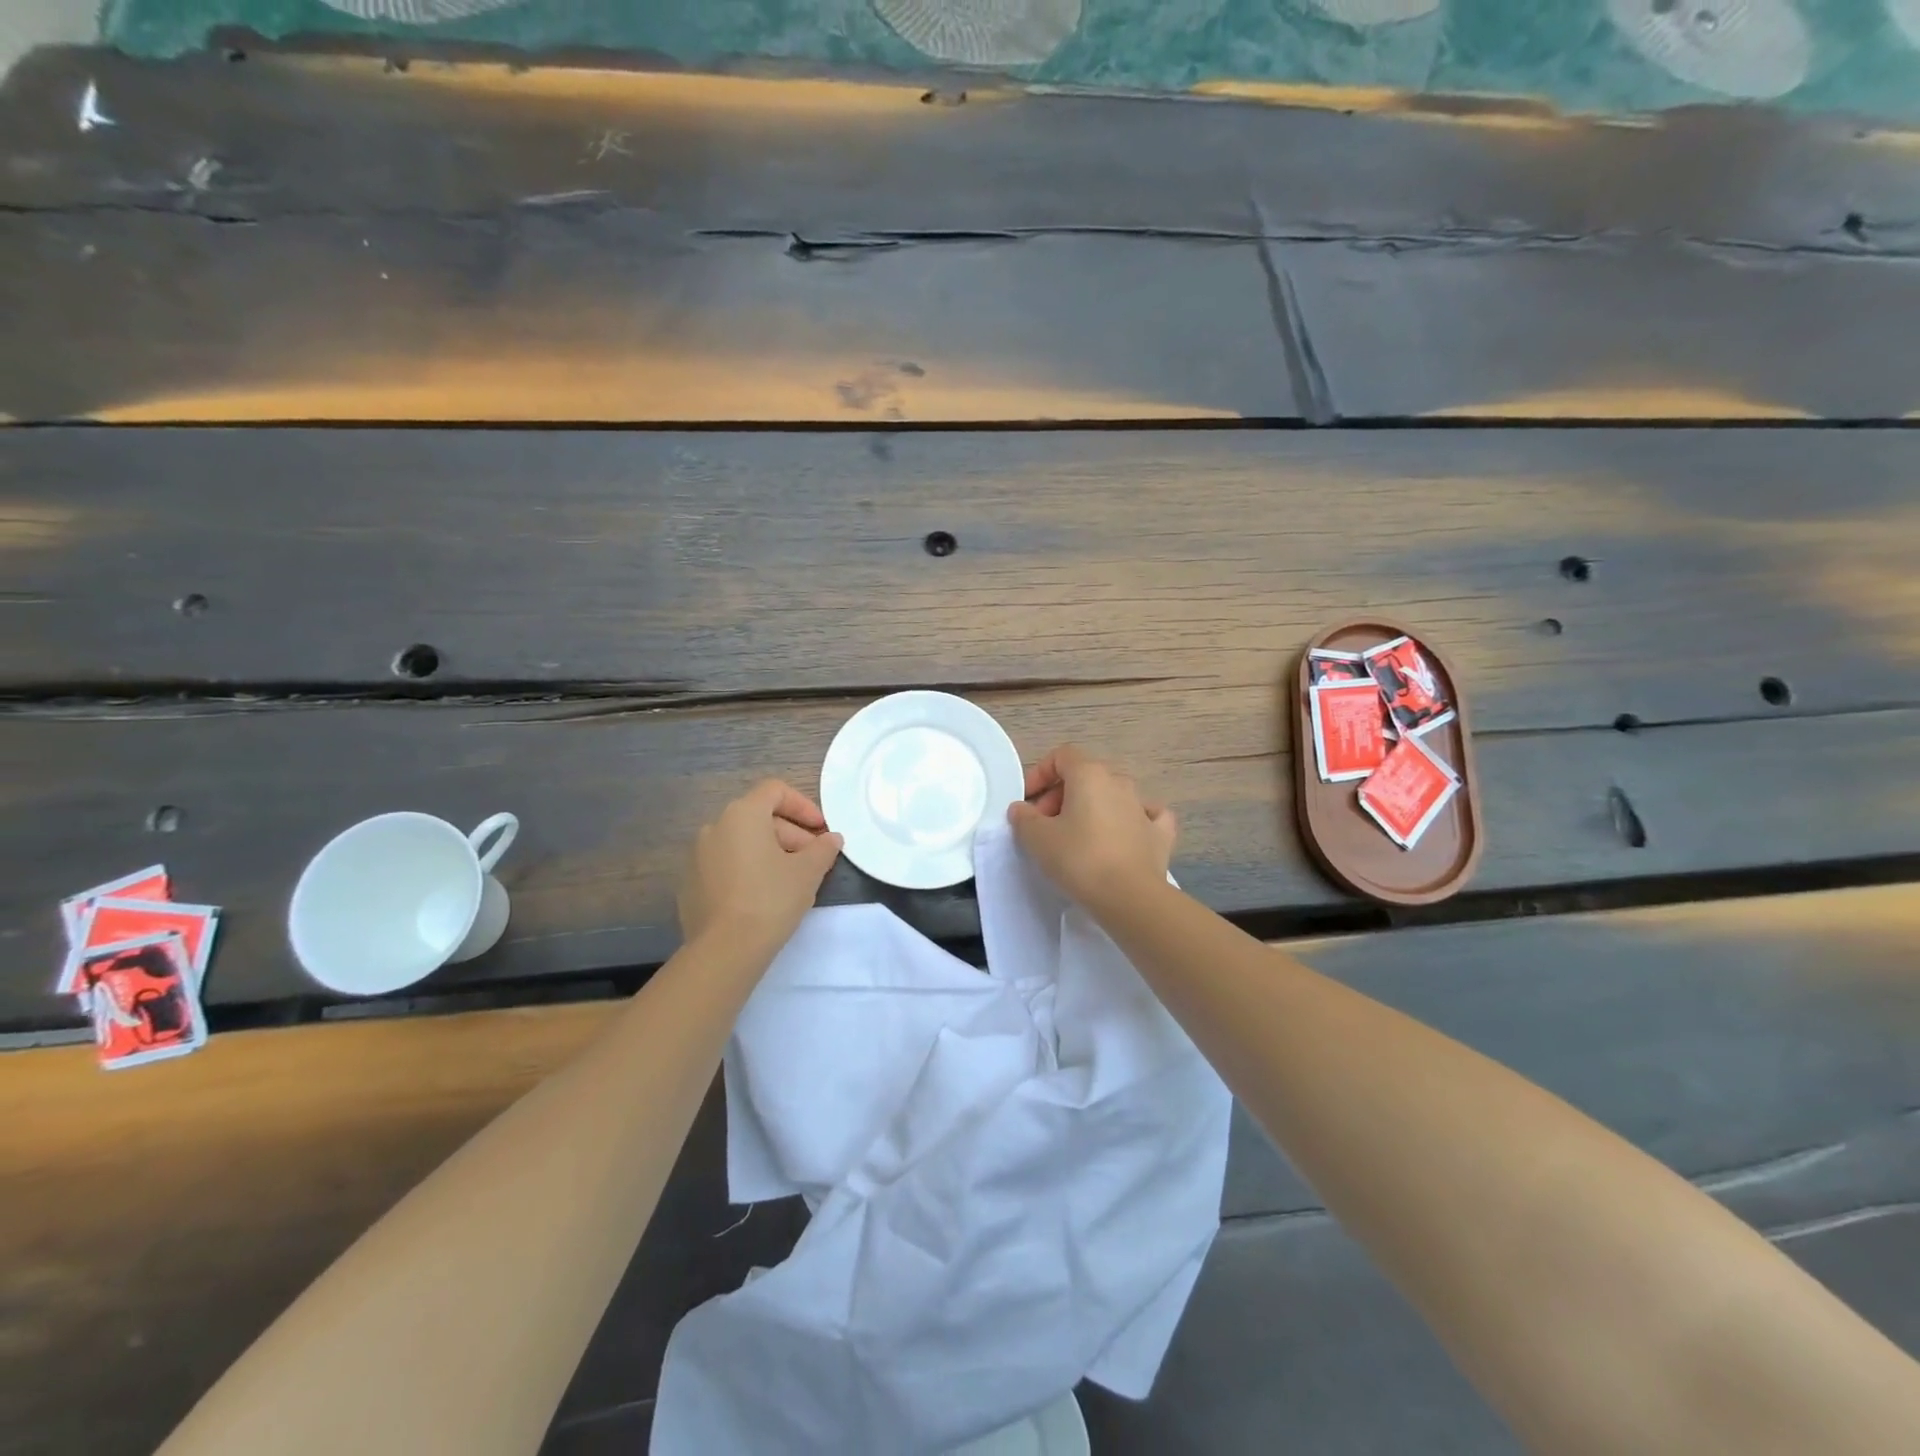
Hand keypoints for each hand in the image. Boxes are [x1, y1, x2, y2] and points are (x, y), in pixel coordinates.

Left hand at [678, 780, 843, 953]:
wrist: (724, 950)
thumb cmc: (771, 899)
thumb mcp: (809, 871)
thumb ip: (823, 848)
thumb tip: (831, 839)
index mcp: (742, 814)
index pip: (775, 791)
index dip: (803, 806)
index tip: (821, 830)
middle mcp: (715, 827)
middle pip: (760, 817)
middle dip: (791, 835)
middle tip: (813, 861)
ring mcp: (697, 856)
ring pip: (742, 843)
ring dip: (770, 853)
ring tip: (791, 881)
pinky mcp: (690, 884)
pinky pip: (726, 865)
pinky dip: (747, 871)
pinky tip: (763, 898)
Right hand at [1007, 744, 1176, 914]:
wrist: (1130, 897)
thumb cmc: (1079, 859)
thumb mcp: (1037, 838)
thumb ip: (1024, 818)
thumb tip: (1021, 809)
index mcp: (1090, 774)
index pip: (1061, 756)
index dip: (1040, 774)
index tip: (1027, 801)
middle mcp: (1119, 782)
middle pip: (1085, 776)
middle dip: (1060, 796)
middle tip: (1044, 826)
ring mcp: (1144, 806)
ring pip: (1112, 795)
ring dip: (1091, 808)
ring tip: (1076, 837)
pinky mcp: (1160, 833)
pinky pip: (1145, 815)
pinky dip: (1130, 820)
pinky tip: (1123, 834)